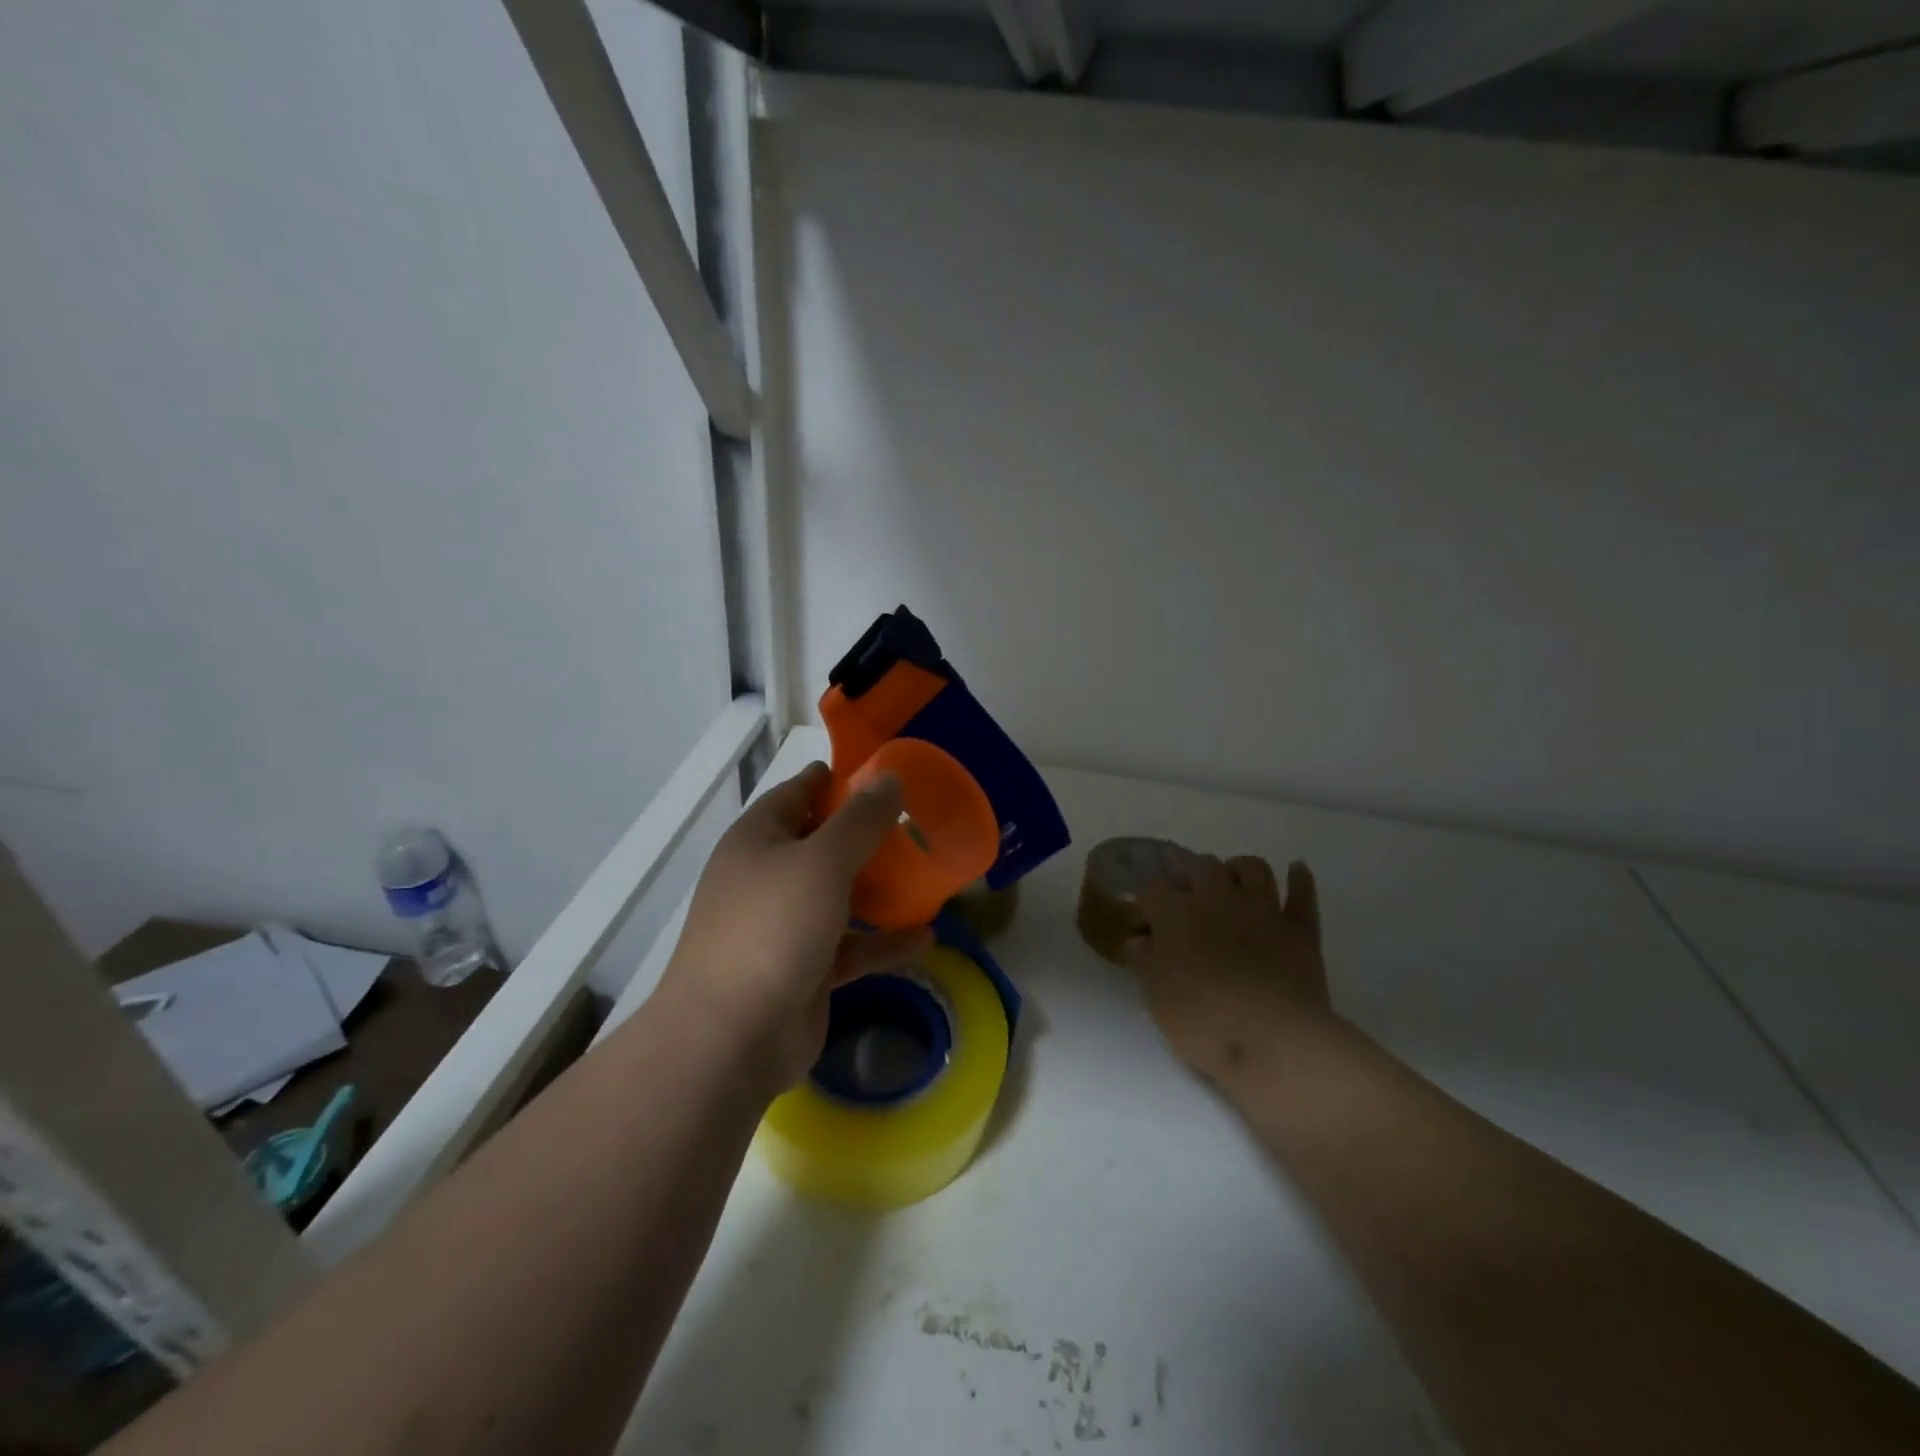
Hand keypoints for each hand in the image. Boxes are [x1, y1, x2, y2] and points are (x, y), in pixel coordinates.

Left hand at [657, 763, 933, 1096]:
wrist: (731, 1038)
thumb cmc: (773, 928)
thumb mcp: (822, 861)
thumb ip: (860, 819)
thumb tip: (889, 776)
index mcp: (758, 839)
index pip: (797, 793)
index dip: (835, 779)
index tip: (882, 773)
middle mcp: (768, 877)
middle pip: (822, 844)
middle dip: (867, 835)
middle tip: (917, 824)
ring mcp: (784, 926)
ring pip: (839, 896)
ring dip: (879, 888)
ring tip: (927, 874)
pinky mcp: (804, 970)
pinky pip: (850, 945)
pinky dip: (882, 941)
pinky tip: (925, 937)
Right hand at [1126, 854, 1331, 1085]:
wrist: (1274, 1040)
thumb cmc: (1203, 1021)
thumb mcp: (1157, 998)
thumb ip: (1146, 962)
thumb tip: (1139, 940)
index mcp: (1176, 914)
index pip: (1154, 888)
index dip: (1148, 899)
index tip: (1146, 916)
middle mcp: (1218, 898)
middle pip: (1201, 866)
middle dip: (1188, 870)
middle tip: (1184, 884)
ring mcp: (1263, 910)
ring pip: (1252, 868)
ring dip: (1239, 868)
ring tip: (1232, 878)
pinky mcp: (1301, 929)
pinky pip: (1303, 894)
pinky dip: (1300, 879)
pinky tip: (1296, 869)